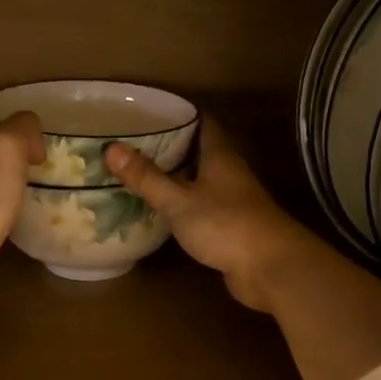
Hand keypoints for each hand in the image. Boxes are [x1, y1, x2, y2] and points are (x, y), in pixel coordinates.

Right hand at [104, 122, 310, 312]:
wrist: (270, 268)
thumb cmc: (225, 225)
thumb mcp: (179, 200)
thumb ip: (147, 177)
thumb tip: (111, 148)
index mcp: (220, 155)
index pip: (202, 121)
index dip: (179, 113)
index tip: (150, 111)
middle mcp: (229, 172)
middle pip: (200, 149)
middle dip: (171, 144)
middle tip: (135, 142)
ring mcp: (233, 200)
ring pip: (200, 178)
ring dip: (176, 175)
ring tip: (141, 172)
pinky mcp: (231, 225)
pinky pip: (202, 205)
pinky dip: (183, 202)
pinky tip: (162, 209)